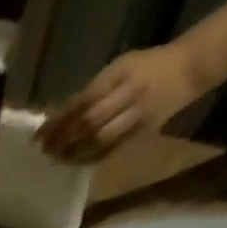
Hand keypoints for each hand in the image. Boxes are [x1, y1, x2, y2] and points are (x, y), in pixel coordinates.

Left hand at [38, 44, 206, 161]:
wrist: (188, 69)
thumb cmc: (147, 66)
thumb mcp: (120, 67)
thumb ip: (94, 90)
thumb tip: (60, 117)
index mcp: (121, 73)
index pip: (83, 100)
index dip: (59, 120)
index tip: (39, 135)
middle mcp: (129, 94)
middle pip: (89, 122)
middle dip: (63, 139)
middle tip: (45, 150)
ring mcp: (136, 116)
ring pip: (99, 140)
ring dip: (74, 153)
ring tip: (56, 158)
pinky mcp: (140, 134)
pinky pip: (110, 151)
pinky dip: (89, 158)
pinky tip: (75, 161)